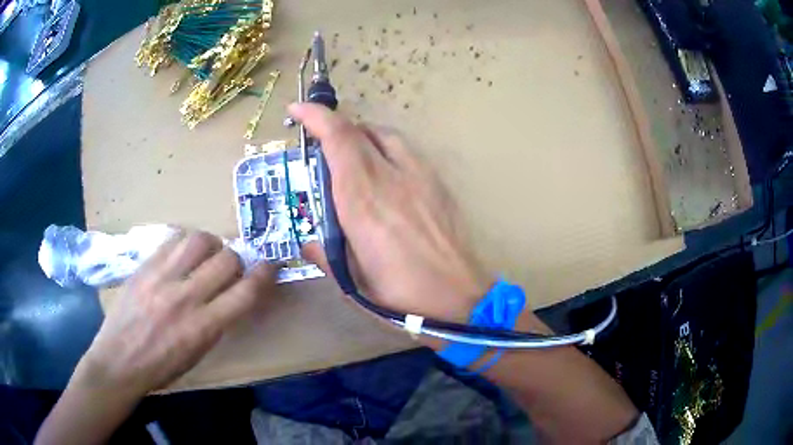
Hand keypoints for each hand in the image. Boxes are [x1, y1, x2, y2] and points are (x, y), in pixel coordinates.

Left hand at [72, 231, 278, 397]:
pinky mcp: (144, 266)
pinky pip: (172, 240)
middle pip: (226, 259)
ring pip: (200, 240)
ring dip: (211, 245)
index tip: (270, 265)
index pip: (245, 293)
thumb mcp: (198, 354)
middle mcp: (185, 297)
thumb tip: (230, 294)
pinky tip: (181, 255)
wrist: (119, 360)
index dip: (265, 274)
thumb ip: (217, 321)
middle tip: (229, 267)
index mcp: (202, 328)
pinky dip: (185, 244)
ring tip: (205, 255)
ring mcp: (161, 278)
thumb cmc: (162, 367)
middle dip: (236, 260)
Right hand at [290, 103, 492, 322]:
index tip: (297, 110)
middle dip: (333, 127)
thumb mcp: (353, 281)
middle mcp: (391, 178)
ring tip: (350, 157)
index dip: (315, 117)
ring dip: (360, 136)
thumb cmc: (402, 296)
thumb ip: (324, 255)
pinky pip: (406, 150)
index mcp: (363, 201)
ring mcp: (420, 177)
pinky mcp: (438, 184)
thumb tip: (307, 243)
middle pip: (359, 131)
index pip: (338, 140)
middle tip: (319, 145)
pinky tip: (383, 175)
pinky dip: (385, 149)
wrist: (461, 299)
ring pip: (385, 135)